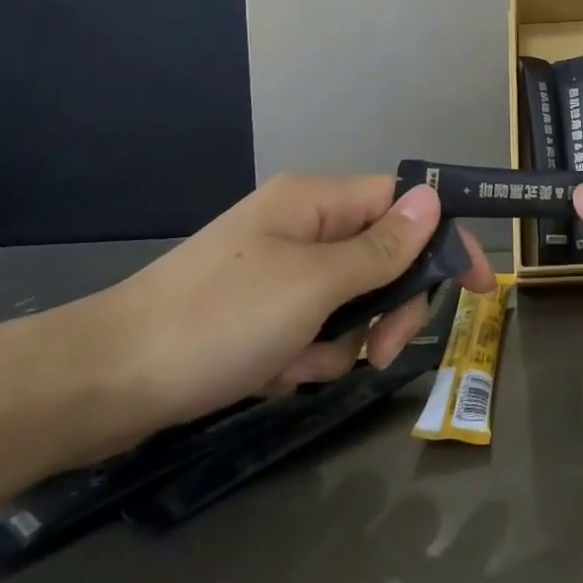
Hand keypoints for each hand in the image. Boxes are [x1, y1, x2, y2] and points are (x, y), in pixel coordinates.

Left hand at [80, 174, 493, 450]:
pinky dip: (306, 356)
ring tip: (301, 366)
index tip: (481, 285)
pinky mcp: (258, 312)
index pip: (405, 203)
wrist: (100, 384)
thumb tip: (433, 198)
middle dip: (388, 307)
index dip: (446, 238)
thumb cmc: (217, 322)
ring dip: (342, 339)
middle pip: (383, 257)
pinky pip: (313, 328)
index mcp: (315, 201)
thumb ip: (381, 247)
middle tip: (379, 352)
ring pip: (351, 301)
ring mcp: (278, 270)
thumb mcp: (313, 285)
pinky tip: (273, 375)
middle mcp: (302, 226)